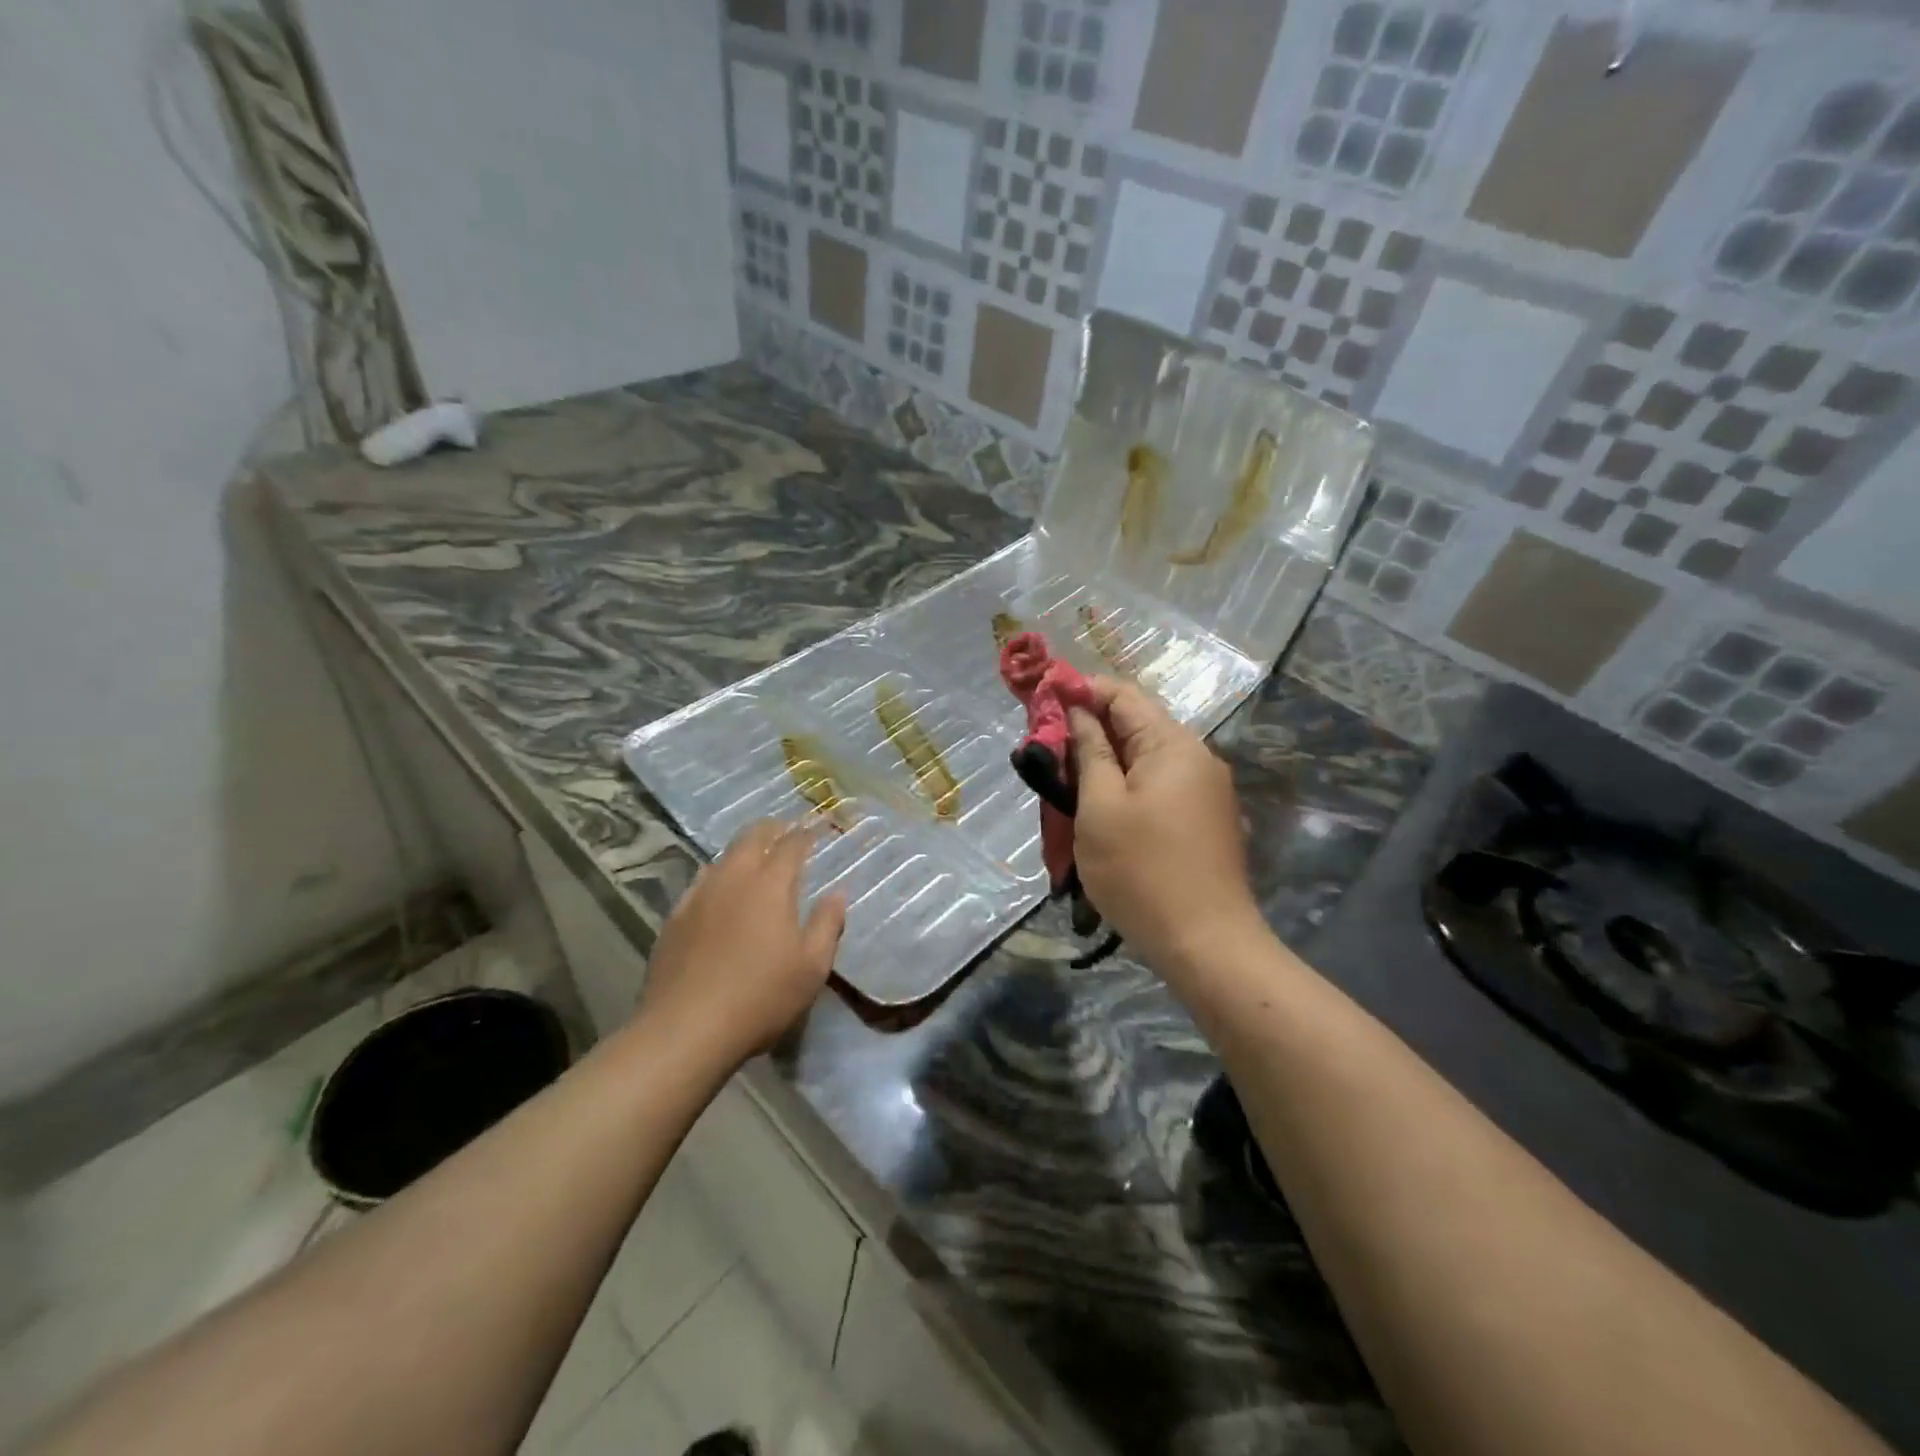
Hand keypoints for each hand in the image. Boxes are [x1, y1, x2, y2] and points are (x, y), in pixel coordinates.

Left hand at [635, 820, 845, 1070]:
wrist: (685, 1030)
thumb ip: (828, 925)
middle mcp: (733, 878)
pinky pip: (701, 882)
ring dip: (743, 850)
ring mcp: (699, 895)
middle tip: (785, 829)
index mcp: (771, 885)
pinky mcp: (674, 917)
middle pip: (752, 838)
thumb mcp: (812, 967)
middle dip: (772, 829)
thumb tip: (838, 894)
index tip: (815, 830)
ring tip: (754, 857)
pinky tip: (719, 891)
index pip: (791, 845)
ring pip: (723, 857)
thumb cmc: (760, 997)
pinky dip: (718, 876)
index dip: (805, 834)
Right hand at [1069, 679, 1262, 977]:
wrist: (1205, 943)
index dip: (1081, 692)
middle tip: (1047, 750)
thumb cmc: (1141, 871)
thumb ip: (1089, 751)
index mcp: (1173, 745)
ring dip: (1106, 761)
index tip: (1043, 703)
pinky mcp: (1205, 818)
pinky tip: (1102, 807)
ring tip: (1067, 781)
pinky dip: (1127, 785)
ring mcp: (1206, 789)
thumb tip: (1078, 711)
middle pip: (1137, 724)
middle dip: (1091, 729)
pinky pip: (1160, 784)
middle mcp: (1197, 757)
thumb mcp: (1100, 807)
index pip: (1123, 695)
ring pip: (1146, 757)